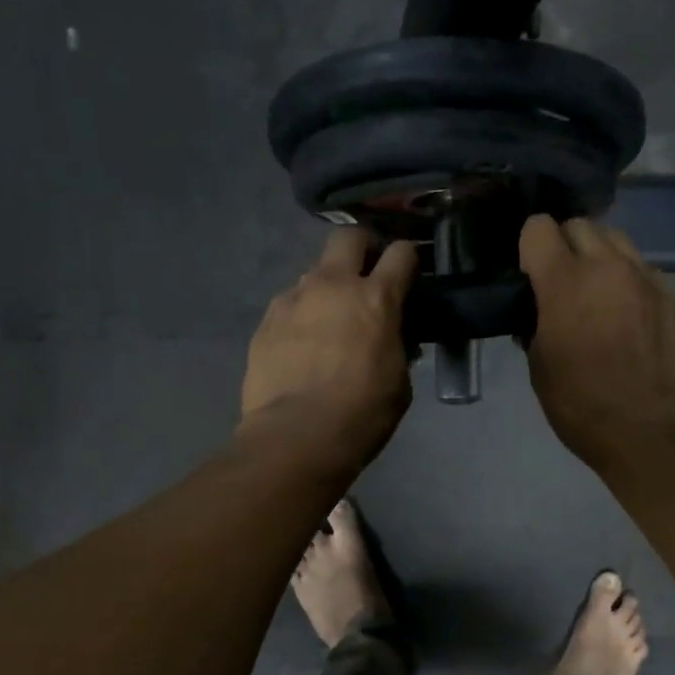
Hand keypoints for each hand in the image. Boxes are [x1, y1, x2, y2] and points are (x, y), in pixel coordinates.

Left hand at [240, 228, 418, 467]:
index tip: (409, 271)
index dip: (409, 258)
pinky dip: (300, 318)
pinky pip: (288, 306)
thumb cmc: (361, 415)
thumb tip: (388, 337)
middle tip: (366, 274)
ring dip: (326, 290)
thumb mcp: (399, 382)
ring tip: (327, 323)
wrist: (296, 437)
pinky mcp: (265, 322)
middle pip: (348, 238)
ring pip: (313, 274)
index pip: (401, 254)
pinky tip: (300, 347)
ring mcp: (293, 300)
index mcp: (376, 299)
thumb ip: (396, 347)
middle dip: (362, 247)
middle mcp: (332, 286)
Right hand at [520, 215, 674, 472]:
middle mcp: (608, 267)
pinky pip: (643, 272)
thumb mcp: (539, 366)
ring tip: (596, 294)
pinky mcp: (672, 298)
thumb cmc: (581, 404)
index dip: (529, 246)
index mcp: (565, 282)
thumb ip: (536, 324)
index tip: (529, 273)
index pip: (539, 227)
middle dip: (565, 245)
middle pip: (581, 226)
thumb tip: (538, 312)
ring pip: (618, 241)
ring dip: (600, 258)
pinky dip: (628, 283)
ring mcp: (646, 279)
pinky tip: (626, 319)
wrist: (648, 430)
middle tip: (561, 282)